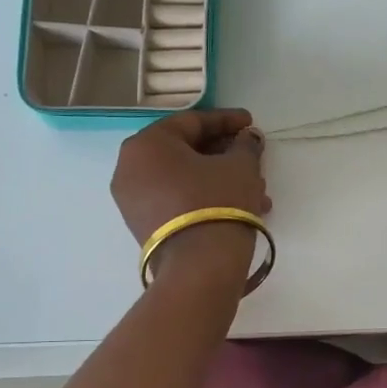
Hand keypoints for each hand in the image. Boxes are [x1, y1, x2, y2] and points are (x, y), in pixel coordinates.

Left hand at [111, 108, 268, 283]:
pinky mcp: (142, 225)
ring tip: (256, 190)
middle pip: (185, 150)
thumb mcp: (240, 166)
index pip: (192, 122)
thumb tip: (248, 138)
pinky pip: (176, 198)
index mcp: (147, 143)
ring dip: (219, 179)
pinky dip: (204, 197)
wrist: (199, 267)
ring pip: (184, 178)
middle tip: (253, 157)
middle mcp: (130, 167)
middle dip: (224, 154)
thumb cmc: (218, 202)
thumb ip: (245, 145)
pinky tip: (237, 206)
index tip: (251, 123)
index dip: (227, 120)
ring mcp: (132, 199)